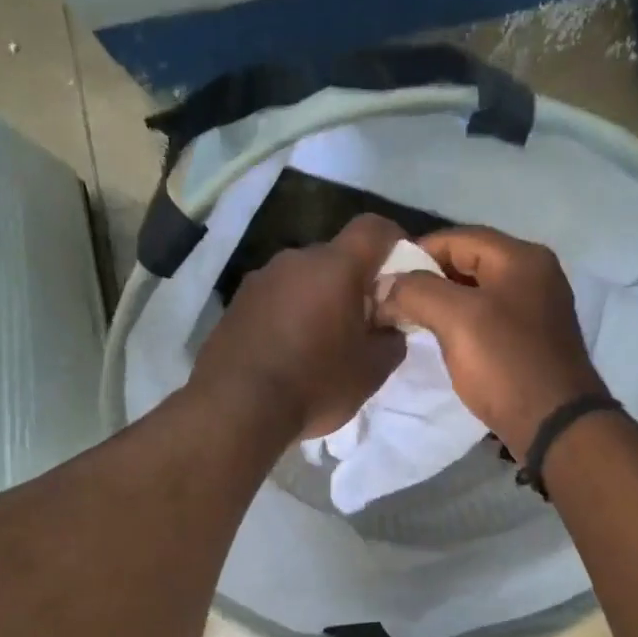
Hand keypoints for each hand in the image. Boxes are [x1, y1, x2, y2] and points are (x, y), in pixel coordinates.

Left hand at [191, 214, 408, 440]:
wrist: (235, 409)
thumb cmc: (315, 384)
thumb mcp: (372, 370)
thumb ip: (392, 338)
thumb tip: (388, 326)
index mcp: (334, 267)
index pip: (373, 228)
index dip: (394, 241)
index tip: (402, 271)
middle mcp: (295, 260)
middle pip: (336, 256)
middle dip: (354, 281)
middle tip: (362, 321)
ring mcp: (260, 279)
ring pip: (303, 277)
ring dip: (319, 298)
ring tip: (322, 341)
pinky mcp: (236, 303)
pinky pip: (276, 298)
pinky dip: (290, 313)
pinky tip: (289, 351)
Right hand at [375, 226, 604, 456]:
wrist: (555, 425)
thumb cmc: (506, 364)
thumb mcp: (456, 319)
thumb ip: (416, 291)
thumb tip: (385, 286)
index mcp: (521, 258)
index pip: (457, 237)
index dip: (416, 252)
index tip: (383, 277)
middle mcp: (534, 274)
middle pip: (468, 261)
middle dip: (427, 278)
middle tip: (391, 299)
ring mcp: (536, 307)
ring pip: (476, 291)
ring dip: (441, 301)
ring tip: (407, 319)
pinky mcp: (532, 337)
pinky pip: (487, 316)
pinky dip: (459, 321)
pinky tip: (438, 338)